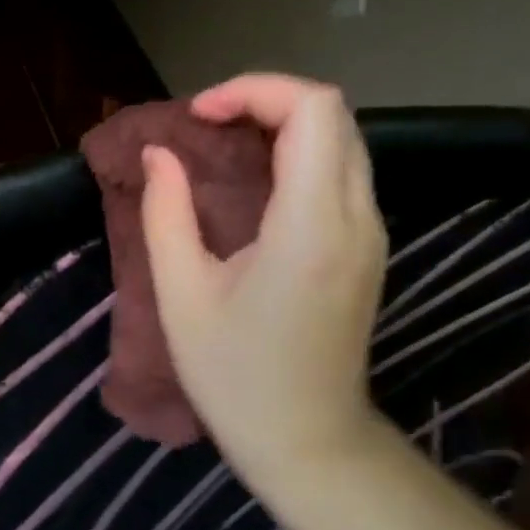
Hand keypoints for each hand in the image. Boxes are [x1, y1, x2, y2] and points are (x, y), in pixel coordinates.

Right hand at [141, 75, 387, 497]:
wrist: (306, 438)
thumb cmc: (233, 375)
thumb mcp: (181, 296)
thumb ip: (165, 214)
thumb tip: (159, 154)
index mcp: (311, 227)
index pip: (312, 111)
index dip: (253, 91)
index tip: (197, 117)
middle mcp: (356, 218)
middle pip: (333, 114)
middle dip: (265, 100)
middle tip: (204, 126)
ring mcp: (371, 233)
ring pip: (343, 139)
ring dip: (283, 124)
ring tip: (221, 146)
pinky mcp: (368, 248)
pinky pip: (342, 172)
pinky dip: (298, 154)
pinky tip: (252, 182)